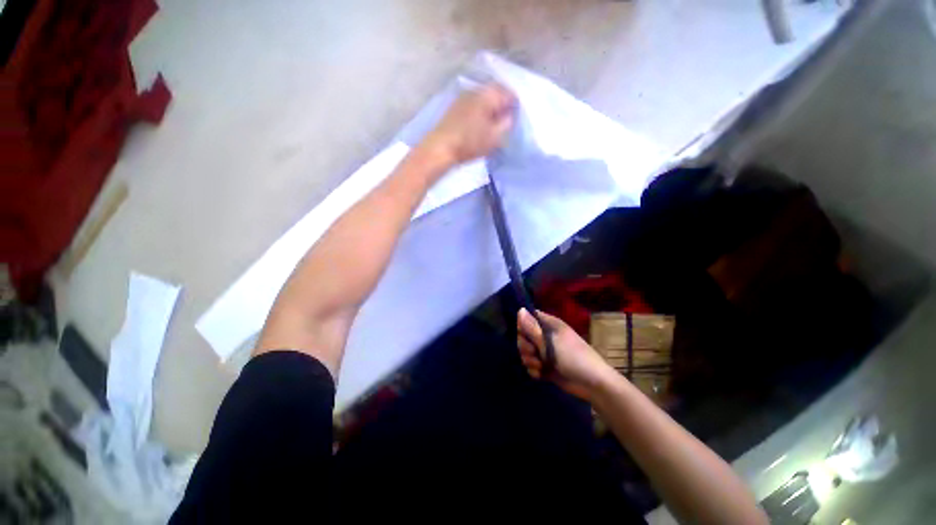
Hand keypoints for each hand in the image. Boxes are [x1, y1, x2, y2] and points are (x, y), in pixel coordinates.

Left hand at [420, 83, 515, 165]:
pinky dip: (480, 111)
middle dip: (503, 105)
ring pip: (484, 98)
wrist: (440, 147)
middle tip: (507, 120)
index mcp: (487, 95)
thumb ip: (506, 124)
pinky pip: (474, 104)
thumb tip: (510, 115)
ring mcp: (463, 97)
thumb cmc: (469, 142)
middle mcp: (475, 90)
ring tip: (494, 124)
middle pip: (495, 92)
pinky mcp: (455, 107)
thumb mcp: (494, 137)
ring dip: (491, 108)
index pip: (508, 92)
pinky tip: (480, 124)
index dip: (515, 104)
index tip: (517, 117)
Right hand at [517, 308, 615, 400]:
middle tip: (535, 353)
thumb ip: (532, 328)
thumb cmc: (573, 357)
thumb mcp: (550, 342)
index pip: (528, 318)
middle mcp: (545, 335)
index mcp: (548, 324)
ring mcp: (545, 351)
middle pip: (523, 336)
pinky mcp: (545, 366)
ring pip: (525, 352)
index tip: (524, 334)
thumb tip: (520, 309)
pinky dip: (534, 370)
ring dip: (529, 360)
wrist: (592, 384)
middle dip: (525, 347)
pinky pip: (531, 365)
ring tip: (540, 365)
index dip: (522, 325)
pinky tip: (541, 374)